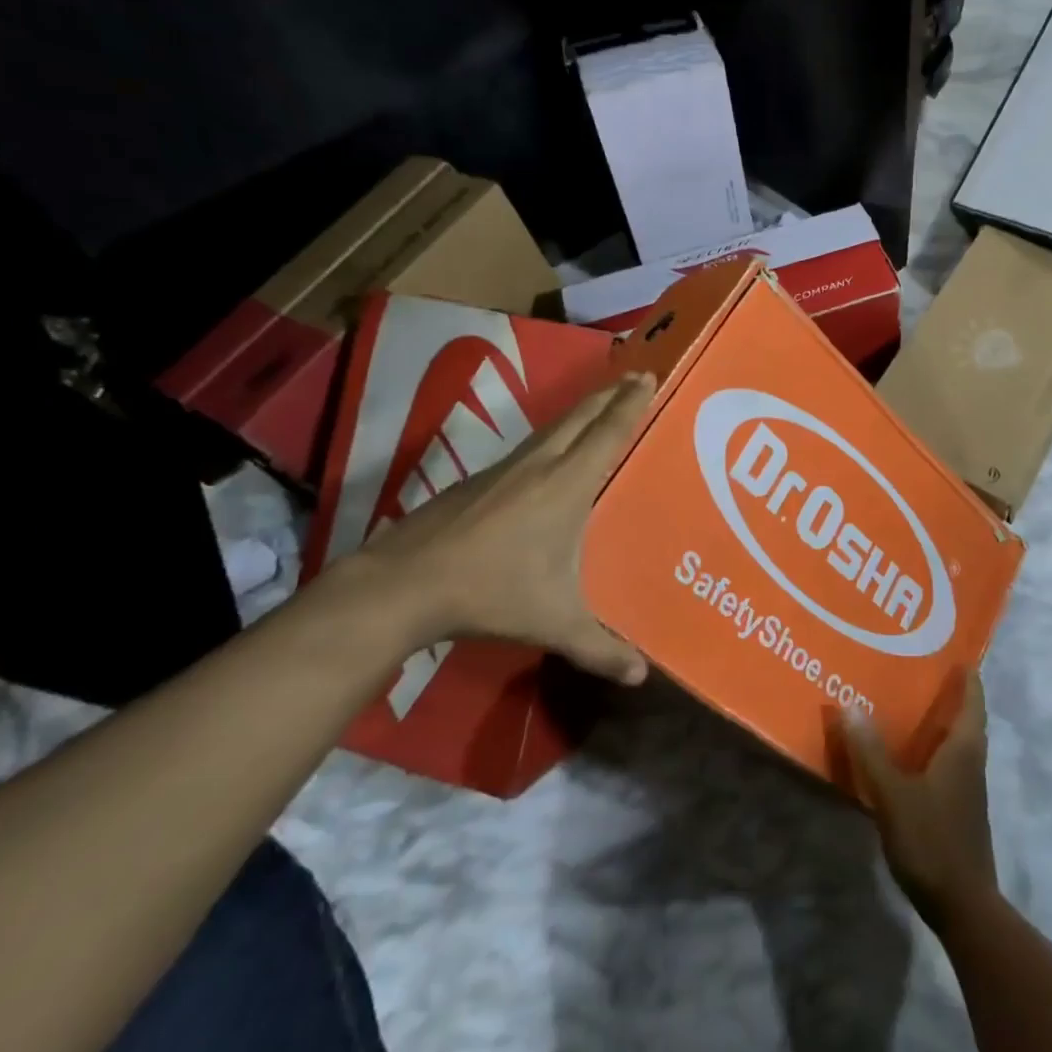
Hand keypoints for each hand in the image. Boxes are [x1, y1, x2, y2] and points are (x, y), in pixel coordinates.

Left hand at [336, 372, 655, 684]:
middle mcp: (539, 465)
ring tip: (599, 403)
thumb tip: (641, 676)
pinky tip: (548, 453)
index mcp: (567, 485)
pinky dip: (552, 435)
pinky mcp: (478, 480)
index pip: (608, 433)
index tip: (648, 376)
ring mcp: (504, 468)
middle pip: (582, 416)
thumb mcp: (554, 623)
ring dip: (581, 409)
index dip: (631, 403)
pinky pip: (529, 445)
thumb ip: (599, 648)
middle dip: (611, 393)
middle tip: (635, 375)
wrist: (404, 584)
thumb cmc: (491, 593)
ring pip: (552, 426)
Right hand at [835, 668, 996, 931]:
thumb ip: (870, 752)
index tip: (955, 651)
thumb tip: (848, 705)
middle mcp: (971, 762)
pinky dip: (932, 749)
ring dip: (939, 722)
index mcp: (964, 749)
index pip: (972, 700)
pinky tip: (907, 754)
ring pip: (956, 742)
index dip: (967, 676)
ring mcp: (967, 789)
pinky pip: (947, 764)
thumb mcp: (893, 795)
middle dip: (949, 694)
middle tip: (920, 669)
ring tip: (909, 703)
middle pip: (966, 718)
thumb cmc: (932, 840)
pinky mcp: (958, 810)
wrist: (963, 907)